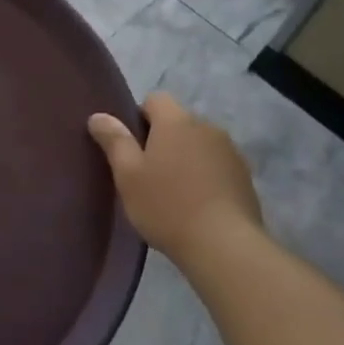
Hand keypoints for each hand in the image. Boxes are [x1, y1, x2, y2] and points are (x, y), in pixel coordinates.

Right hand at [88, 93, 260, 259]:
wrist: (224, 245)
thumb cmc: (167, 205)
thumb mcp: (128, 175)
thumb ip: (114, 140)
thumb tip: (98, 116)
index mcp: (176, 121)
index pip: (155, 99)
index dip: (138, 117)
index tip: (130, 146)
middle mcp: (207, 127)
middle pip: (178, 121)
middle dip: (161, 139)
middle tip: (145, 173)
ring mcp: (230, 151)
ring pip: (198, 144)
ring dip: (184, 157)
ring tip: (172, 191)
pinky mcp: (244, 176)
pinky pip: (216, 164)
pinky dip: (204, 175)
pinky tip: (196, 204)